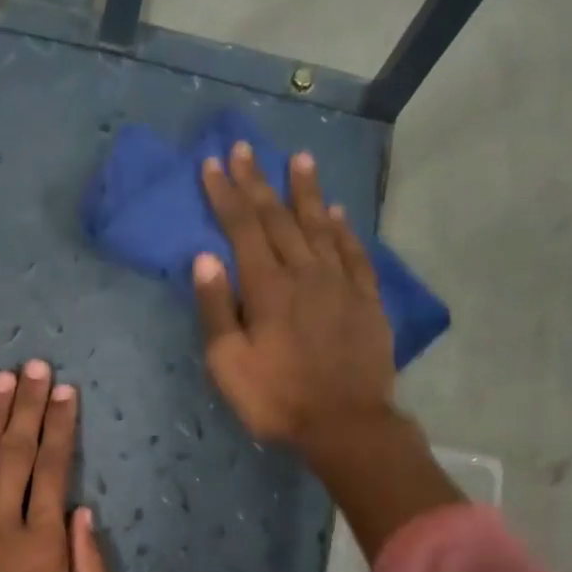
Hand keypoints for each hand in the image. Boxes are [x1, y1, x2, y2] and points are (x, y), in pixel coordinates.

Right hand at [194, 142, 463, 558]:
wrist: (346, 423)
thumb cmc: (277, 399)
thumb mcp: (228, 364)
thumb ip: (216, 310)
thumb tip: (205, 258)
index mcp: (267, 288)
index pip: (243, 228)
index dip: (227, 194)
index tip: (214, 164)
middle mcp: (305, 273)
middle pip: (279, 218)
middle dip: (259, 182)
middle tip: (246, 149)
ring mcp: (340, 283)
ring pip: (320, 226)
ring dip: (306, 192)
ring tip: (299, 160)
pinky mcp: (366, 299)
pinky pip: (354, 252)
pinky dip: (343, 229)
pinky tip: (337, 213)